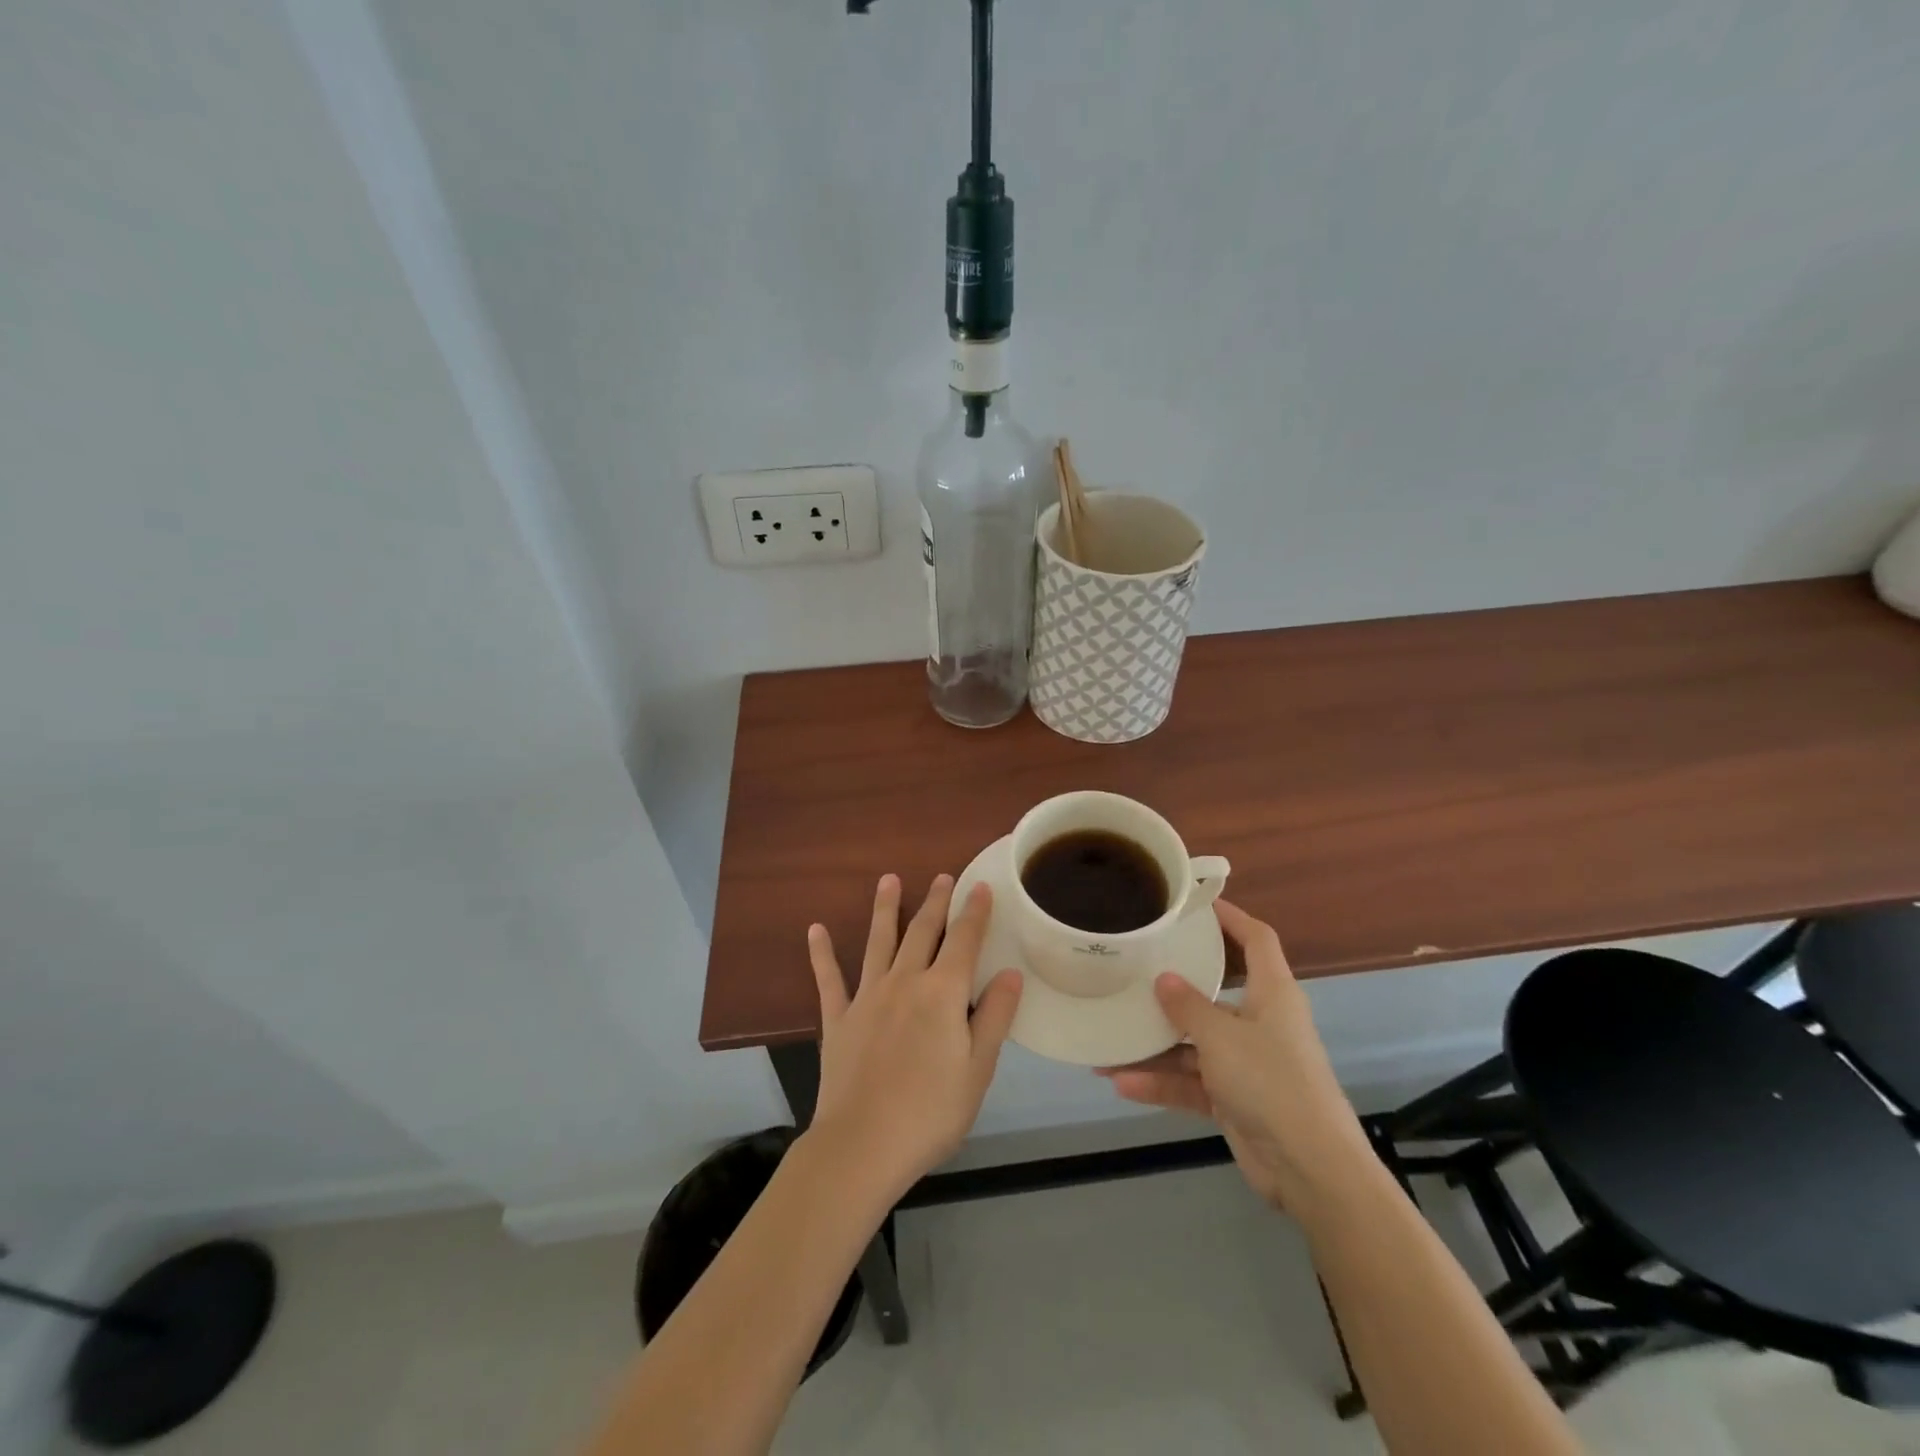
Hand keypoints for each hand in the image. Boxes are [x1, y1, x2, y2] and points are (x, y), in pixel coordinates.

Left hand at [806, 875, 1023, 1202]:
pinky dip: (822, 953)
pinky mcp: (838, 1018)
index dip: (975, 913)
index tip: (981, 887)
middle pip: (922, 932)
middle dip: (936, 902)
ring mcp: (867, 997)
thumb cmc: (931, 1112)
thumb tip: (1009, 973)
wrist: (862, 1145)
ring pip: (879, 941)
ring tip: (888, 880)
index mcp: (942, 993)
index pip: (964, 941)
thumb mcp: (978, 1069)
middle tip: (942, 877)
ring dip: (885, 908)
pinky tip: (815, 930)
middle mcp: (905, 982)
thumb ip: (994, 1017)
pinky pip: (829, 978)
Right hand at [1098, 900, 1373, 1214]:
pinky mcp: (1235, 1099)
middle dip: (1174, 988)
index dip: (1232, 917)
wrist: (1310, 1169)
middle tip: (1134, 969)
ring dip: (1155, 1047)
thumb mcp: (1222, 1036)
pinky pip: (1191, 1082)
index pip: (1257, 940)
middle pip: (1214, 993)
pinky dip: (1161, 1083)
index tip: (1196, 904)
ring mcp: (1247, 1063)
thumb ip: (1188, 1007)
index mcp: (1272, 994)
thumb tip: (1163, 979)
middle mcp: (1260, 1022)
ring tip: (1108, 1042)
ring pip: (1194, 1043)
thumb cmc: (1271, 1082)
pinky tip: (1121, 1083)